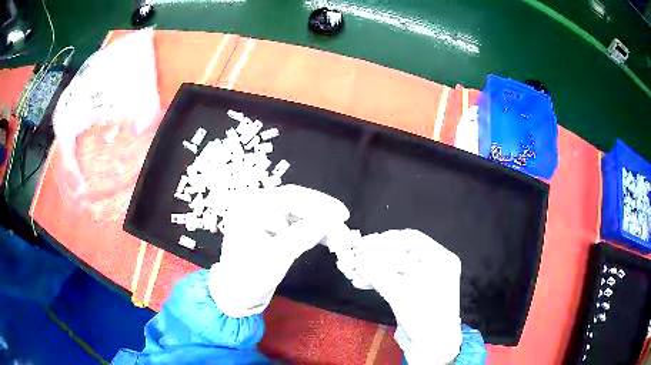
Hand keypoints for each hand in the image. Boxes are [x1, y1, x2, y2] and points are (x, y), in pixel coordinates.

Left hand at [208, 184, 348, 317]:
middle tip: (343, 224)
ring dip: (319, 223)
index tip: (342, 214)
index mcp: (252, 206)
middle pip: (296, 202)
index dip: (319, 202)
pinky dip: (311, 231)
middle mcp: (257, 206)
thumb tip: (333, 219)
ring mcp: (263, 217)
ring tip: (339, 235)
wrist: (236, 295)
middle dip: (321, 213)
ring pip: (299, 213)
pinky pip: (295, 224)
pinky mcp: (270, 230)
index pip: (290, 196)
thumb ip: (305, 234)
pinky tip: (327, 239)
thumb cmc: (251, 276)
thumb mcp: (278, 256)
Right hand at [353, 229, 462, 364]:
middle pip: (401, 252)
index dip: (386, 240)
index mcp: (440, 259)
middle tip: (355, 258)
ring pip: (394, 266)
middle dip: (376, 256)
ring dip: (373, 268)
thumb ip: (378, 273)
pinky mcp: (412, 290)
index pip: (411, 238)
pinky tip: (361, 281)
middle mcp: (433, 264)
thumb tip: (357, 258)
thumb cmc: (424, 316)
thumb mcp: (401, 293)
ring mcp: (422, 278)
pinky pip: (393, 278)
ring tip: (353, 272)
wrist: (431, 346)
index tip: (364, 245)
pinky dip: (377, 279)